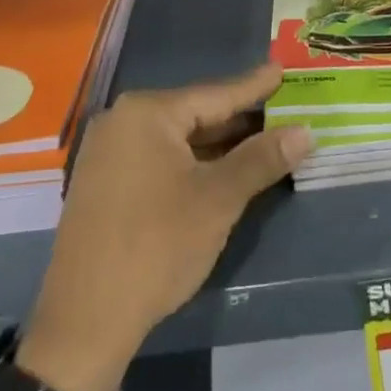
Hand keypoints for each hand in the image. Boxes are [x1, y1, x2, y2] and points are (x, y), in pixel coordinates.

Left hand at [16, 65, 310, 390]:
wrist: (85, 322)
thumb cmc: (157, 246)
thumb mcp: (218, 199)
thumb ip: (262, 159)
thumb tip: (305, 132)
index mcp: (147, 113)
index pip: (215, 94)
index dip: (255, 87)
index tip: (282, 69)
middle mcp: (122, 121)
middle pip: (194, 114)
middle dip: (240, 119)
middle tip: (282, 109)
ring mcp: (108, 153)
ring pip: (177, 140)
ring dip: (218, 145)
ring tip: (263, 138)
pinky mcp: (104, 184)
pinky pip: (158, 159)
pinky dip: (192, 163)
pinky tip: (221, 169)